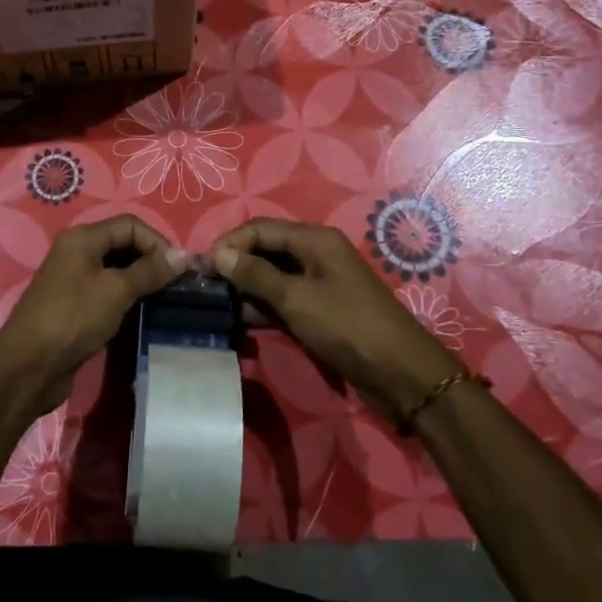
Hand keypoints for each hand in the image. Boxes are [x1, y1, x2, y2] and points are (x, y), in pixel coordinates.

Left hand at [0, 215, 190, 418]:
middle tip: (176, 285)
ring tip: (165, 299)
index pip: (130, 225)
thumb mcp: (116, 290)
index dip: (157, 242)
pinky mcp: (75, 306)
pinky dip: (127, 297)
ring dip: (141, 280)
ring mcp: (74, 280)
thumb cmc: (73, 318)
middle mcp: (77, 252)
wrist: (29, 366)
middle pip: (123, 244)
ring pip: (117, 270)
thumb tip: (183, 256)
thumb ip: (150, 271)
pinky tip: (142, 313)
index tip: (178, 270)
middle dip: (151, 260)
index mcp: (83, 238)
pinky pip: (108, 292)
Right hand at [210, 218, 456, 418]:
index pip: (260, 229)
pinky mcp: (318, 309)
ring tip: (214, 305)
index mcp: (314, 240)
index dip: (229, 244)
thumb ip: (255, 276)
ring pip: (271, 277)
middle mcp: (315, 254)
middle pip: (265, 250)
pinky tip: (238, 320)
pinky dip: (261, 306)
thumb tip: (217, 255)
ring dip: (245, 288)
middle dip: (235, 265)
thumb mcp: (297, 299)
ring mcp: (317, 283)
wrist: (400, 373)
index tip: (202, 268)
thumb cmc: (347, 326)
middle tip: (204, 287)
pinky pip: (282, 299)